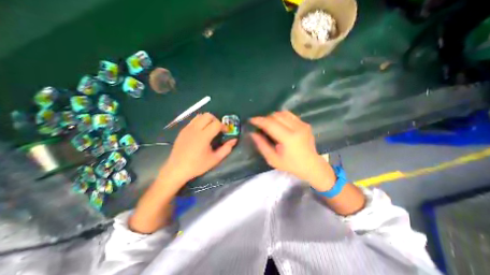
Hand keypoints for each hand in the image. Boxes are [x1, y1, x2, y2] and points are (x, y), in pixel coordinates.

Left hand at [161, 112, 238, 186]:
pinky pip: (193, 120)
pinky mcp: (183, 130)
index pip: (216, 124)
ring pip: (200, 116)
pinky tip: (201, 132)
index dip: (224, 126)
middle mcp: (195, 129)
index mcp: (203, 136)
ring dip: (208, 120)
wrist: (176, 169)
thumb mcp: (215, 159)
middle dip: (216, 120)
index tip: (226, 132)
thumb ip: (226, 149)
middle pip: (208, 115)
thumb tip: (234, 140)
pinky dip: (200, 122)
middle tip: (218, 129)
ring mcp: (187, 128)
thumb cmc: (197, 165)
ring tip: (210, 129)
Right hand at [250, 111, 334, 191]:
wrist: (311, 165)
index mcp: (288, 138)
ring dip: (273, 117)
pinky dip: (281, 117)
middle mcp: (296, 128)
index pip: (270, 124)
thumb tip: (253, 133)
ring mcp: (302, 124)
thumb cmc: (291, 165)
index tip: (251, 120)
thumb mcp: (273, 159)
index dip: (259, 120)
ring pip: (283, 113)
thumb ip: (262, 145)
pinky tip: (279, 125)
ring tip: (269, 125)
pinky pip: (289, 115)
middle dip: (265, 119)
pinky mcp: (305, 124)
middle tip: (260, 126)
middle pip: (276, 116)